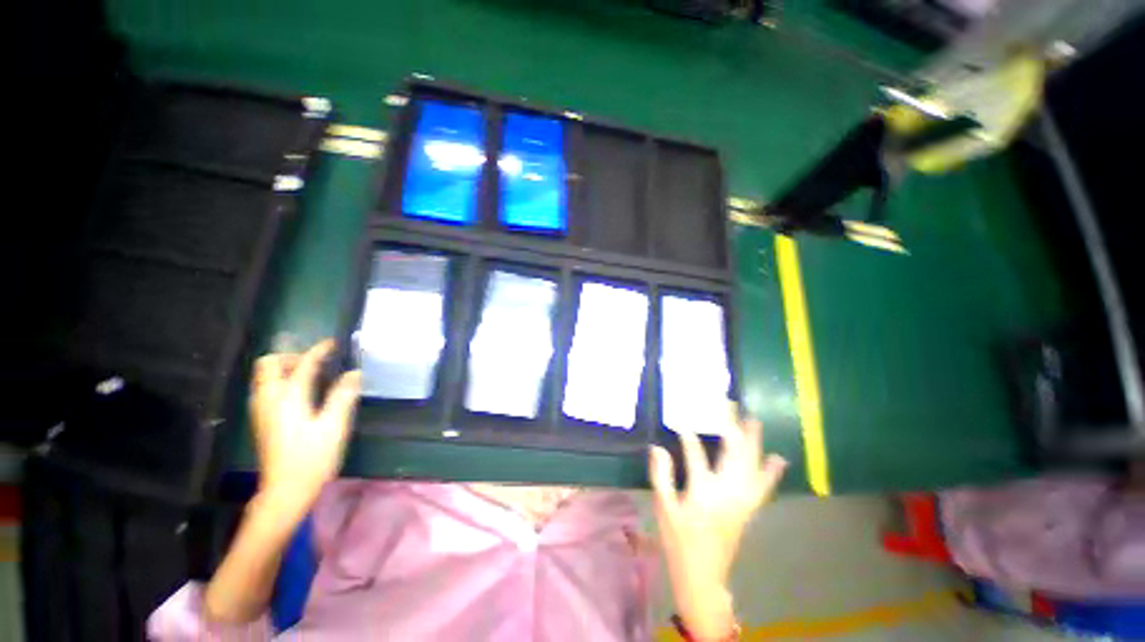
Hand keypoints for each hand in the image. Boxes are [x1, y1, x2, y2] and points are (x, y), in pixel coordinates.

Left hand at [249, 339, 360, 514]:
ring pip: (264, 377)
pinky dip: (281, 381)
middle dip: (290, 357)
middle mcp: (269, 399)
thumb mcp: (334, 426)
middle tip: (314, 362)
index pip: (303, 365)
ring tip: (309, 374)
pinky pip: (266, 389)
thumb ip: (343, 396)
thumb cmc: (312, 457)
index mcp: (288, 398)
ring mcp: (262, 410)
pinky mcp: (262, 420)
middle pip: (268, 365)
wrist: (285, 490)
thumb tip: (354, 373)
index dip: (318, 351)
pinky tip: (300, 393)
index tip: (332, 343)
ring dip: (284, 368)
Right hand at [649, 405, 786, 639]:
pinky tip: (778, 459)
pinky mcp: (748, 509)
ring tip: (753, 420)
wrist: (703, 577)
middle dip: (731, 427)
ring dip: (753, 442)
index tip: (681, 420)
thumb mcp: (664, 509)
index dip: (688, 436)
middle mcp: (727, 493)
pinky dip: (771, 471)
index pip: (696, 455)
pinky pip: (763, 486)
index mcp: (702, 494)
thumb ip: (661, 476)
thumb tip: (657, 447)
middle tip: (729, 405)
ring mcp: (742, 501)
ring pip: (751, 465)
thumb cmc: (679, 542)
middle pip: (733, 454)